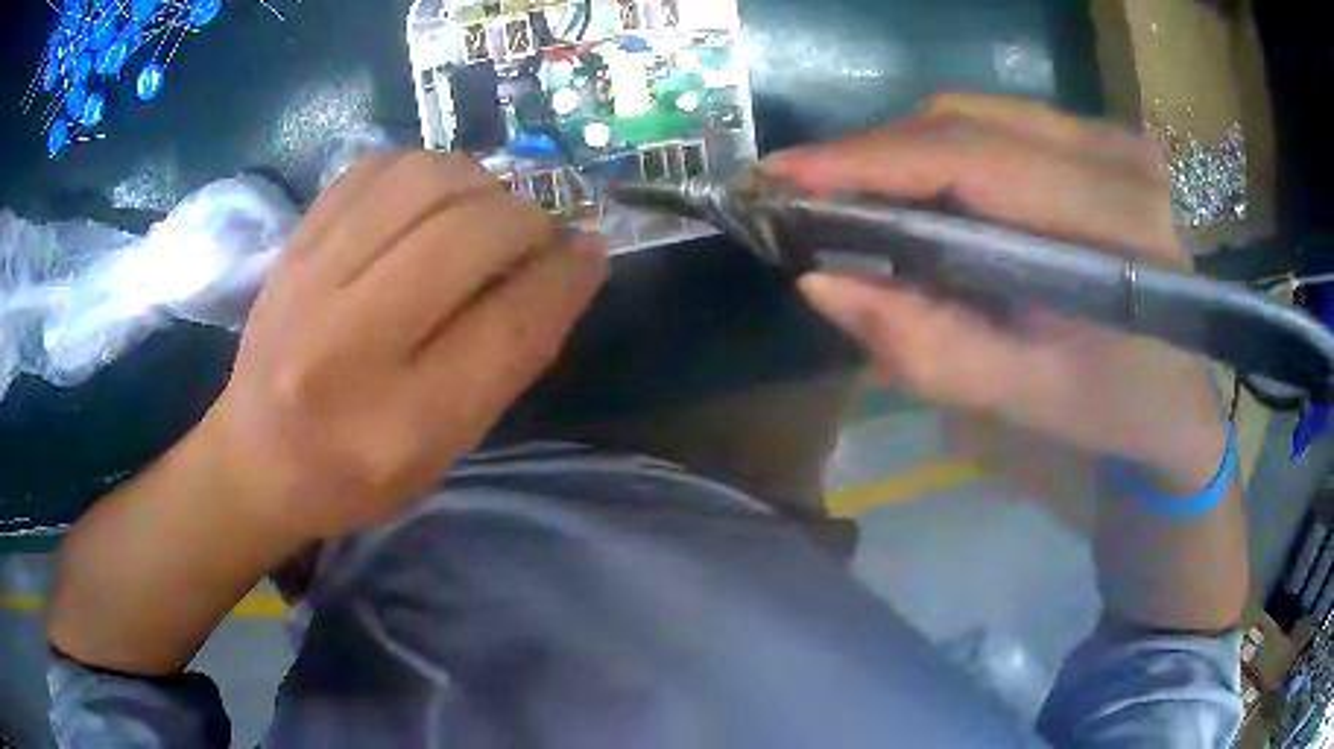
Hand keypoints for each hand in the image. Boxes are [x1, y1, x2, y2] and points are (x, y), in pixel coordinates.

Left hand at [197, 152, 605, 538]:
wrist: (256, 457)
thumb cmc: (357, 474)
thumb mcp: (445, 449)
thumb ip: (507, 360)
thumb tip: (570, 263)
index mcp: (399, 423)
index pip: (510, 327)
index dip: (566, 277)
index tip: (590, 252)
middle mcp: (349, 344)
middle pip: (470, 235)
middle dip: (529, 221)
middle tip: (537, 235)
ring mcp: (310, 281)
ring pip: (424, 181)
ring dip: (480, 183)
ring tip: (487, 210)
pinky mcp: (293, 243)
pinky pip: (376, 167)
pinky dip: (424, 168)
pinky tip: (433, 197)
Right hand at [769, 95, 1227, 490]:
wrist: (1178, 391)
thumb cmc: (1111, 406)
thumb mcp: (1021, 396)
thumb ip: (927, 345)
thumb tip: (822, 281)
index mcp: (1114, 229)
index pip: (973, 161)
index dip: (870, 160)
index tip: (784, 172)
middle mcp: (1117, 159)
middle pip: (966, 120)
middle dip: (876, 153)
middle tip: (810, 192)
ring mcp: (1113, 137)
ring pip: (978, 110)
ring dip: (908, 148)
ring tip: (861, 193)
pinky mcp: (1105, 135)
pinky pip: (1003, 118)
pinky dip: (949, 144)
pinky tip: (927, 185)